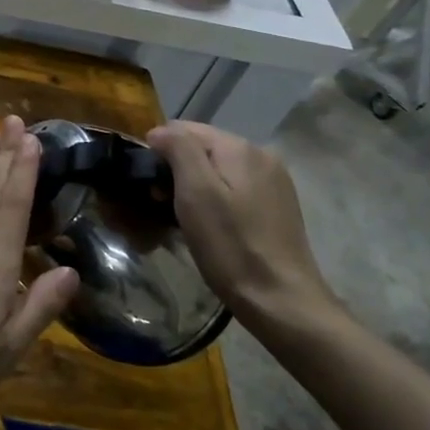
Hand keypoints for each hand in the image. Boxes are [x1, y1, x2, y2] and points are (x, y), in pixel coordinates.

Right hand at [145, 121, 338, 335]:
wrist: (280, 301)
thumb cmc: (230, 245)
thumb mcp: (196, 192)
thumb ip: (179, 149)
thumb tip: (161, 131)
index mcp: (240, 147)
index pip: (184, 129)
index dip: (159, 151)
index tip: (148, 185)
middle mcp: (261, 155)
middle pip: (203, 148)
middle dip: (177, 168)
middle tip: (161, 204)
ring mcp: (273, 182)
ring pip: (218, 169)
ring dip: (194, 185)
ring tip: (181, 217)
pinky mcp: (277, 206)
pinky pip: (234, 188)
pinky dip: (215, 199)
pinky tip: (210, 225)